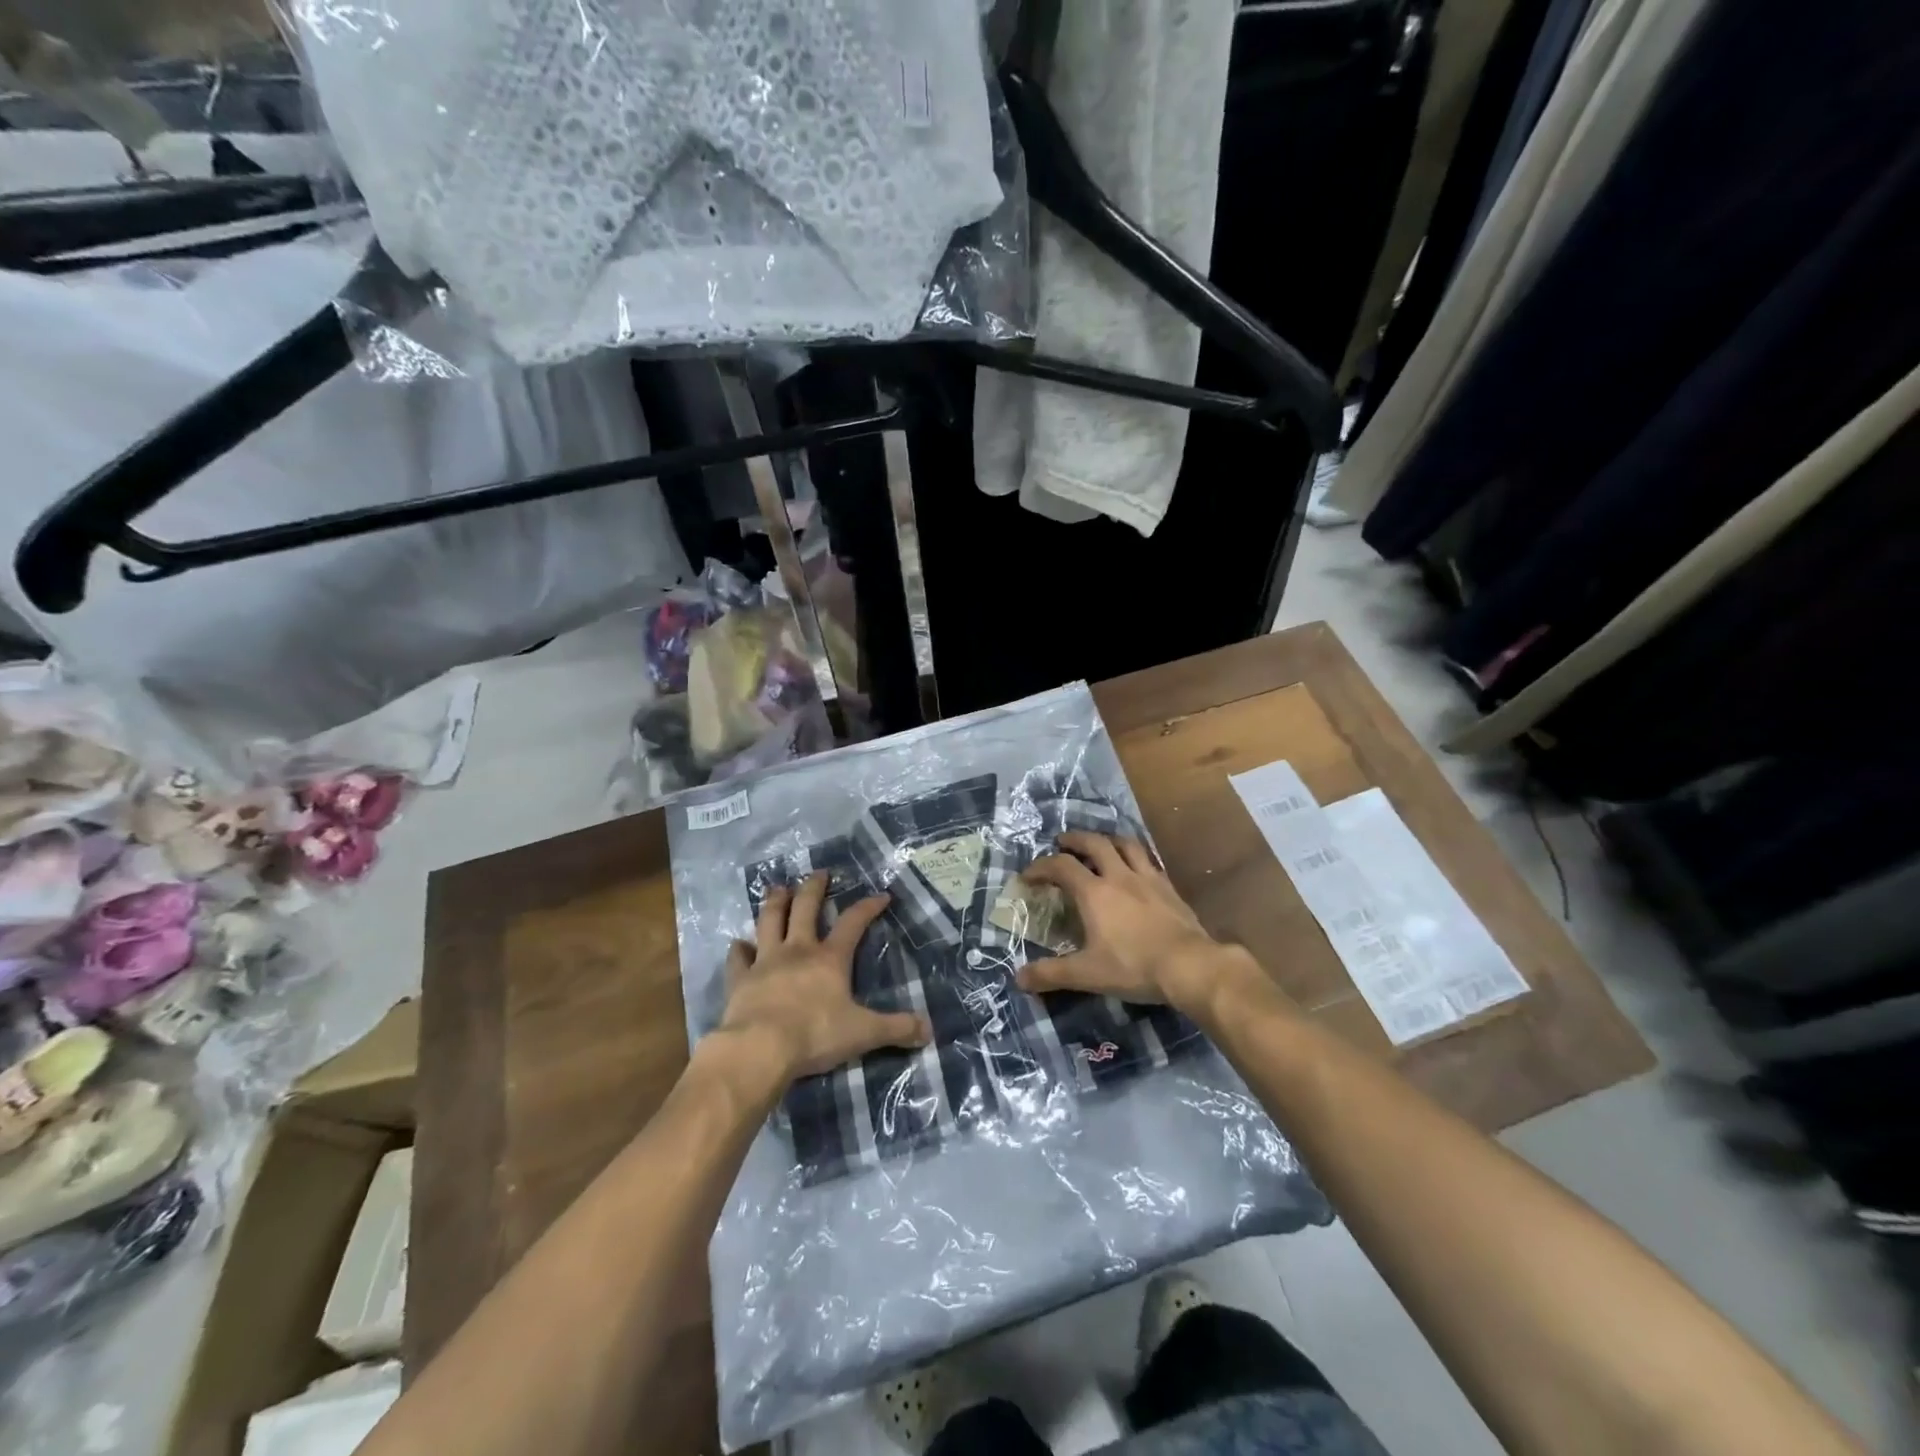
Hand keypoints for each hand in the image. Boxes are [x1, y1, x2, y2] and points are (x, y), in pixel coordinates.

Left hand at [716, 873, 929, 1081]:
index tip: (881, 895)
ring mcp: (765, 961)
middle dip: (814, 888)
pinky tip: (739, 943)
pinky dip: (739, 950)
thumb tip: (928, 1031)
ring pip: (769, 921)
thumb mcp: (864, 1033)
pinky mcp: (740, 980)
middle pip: (805, 908)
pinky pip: (738, 958)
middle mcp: (797, 950)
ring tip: (778, 888)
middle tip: (819, 873)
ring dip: (774, 903)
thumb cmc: (815, 1035)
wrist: (759, 1049)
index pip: (853, 923)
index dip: (868, 907)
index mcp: (830, 958)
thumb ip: (896, 1029)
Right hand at [1017, 832, 1259, 1016]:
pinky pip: (1149, 860)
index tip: (1028, 876)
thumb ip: (1051, 974)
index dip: (1041, 866)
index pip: (1061, 866)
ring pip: (1125, 844)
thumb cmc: (1134, 967)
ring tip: (1099, 844)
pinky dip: (1135, 856)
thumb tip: (1018, 978)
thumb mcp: (1087, 974)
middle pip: (1094, 843)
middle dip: (1074, 839)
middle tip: (1062, 842)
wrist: (1190, 966)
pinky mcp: (1169, 887)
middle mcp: (1119, 876)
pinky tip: (1135, 867)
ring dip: (1107, 839)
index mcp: (1094, 893)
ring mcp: (1147, 878)